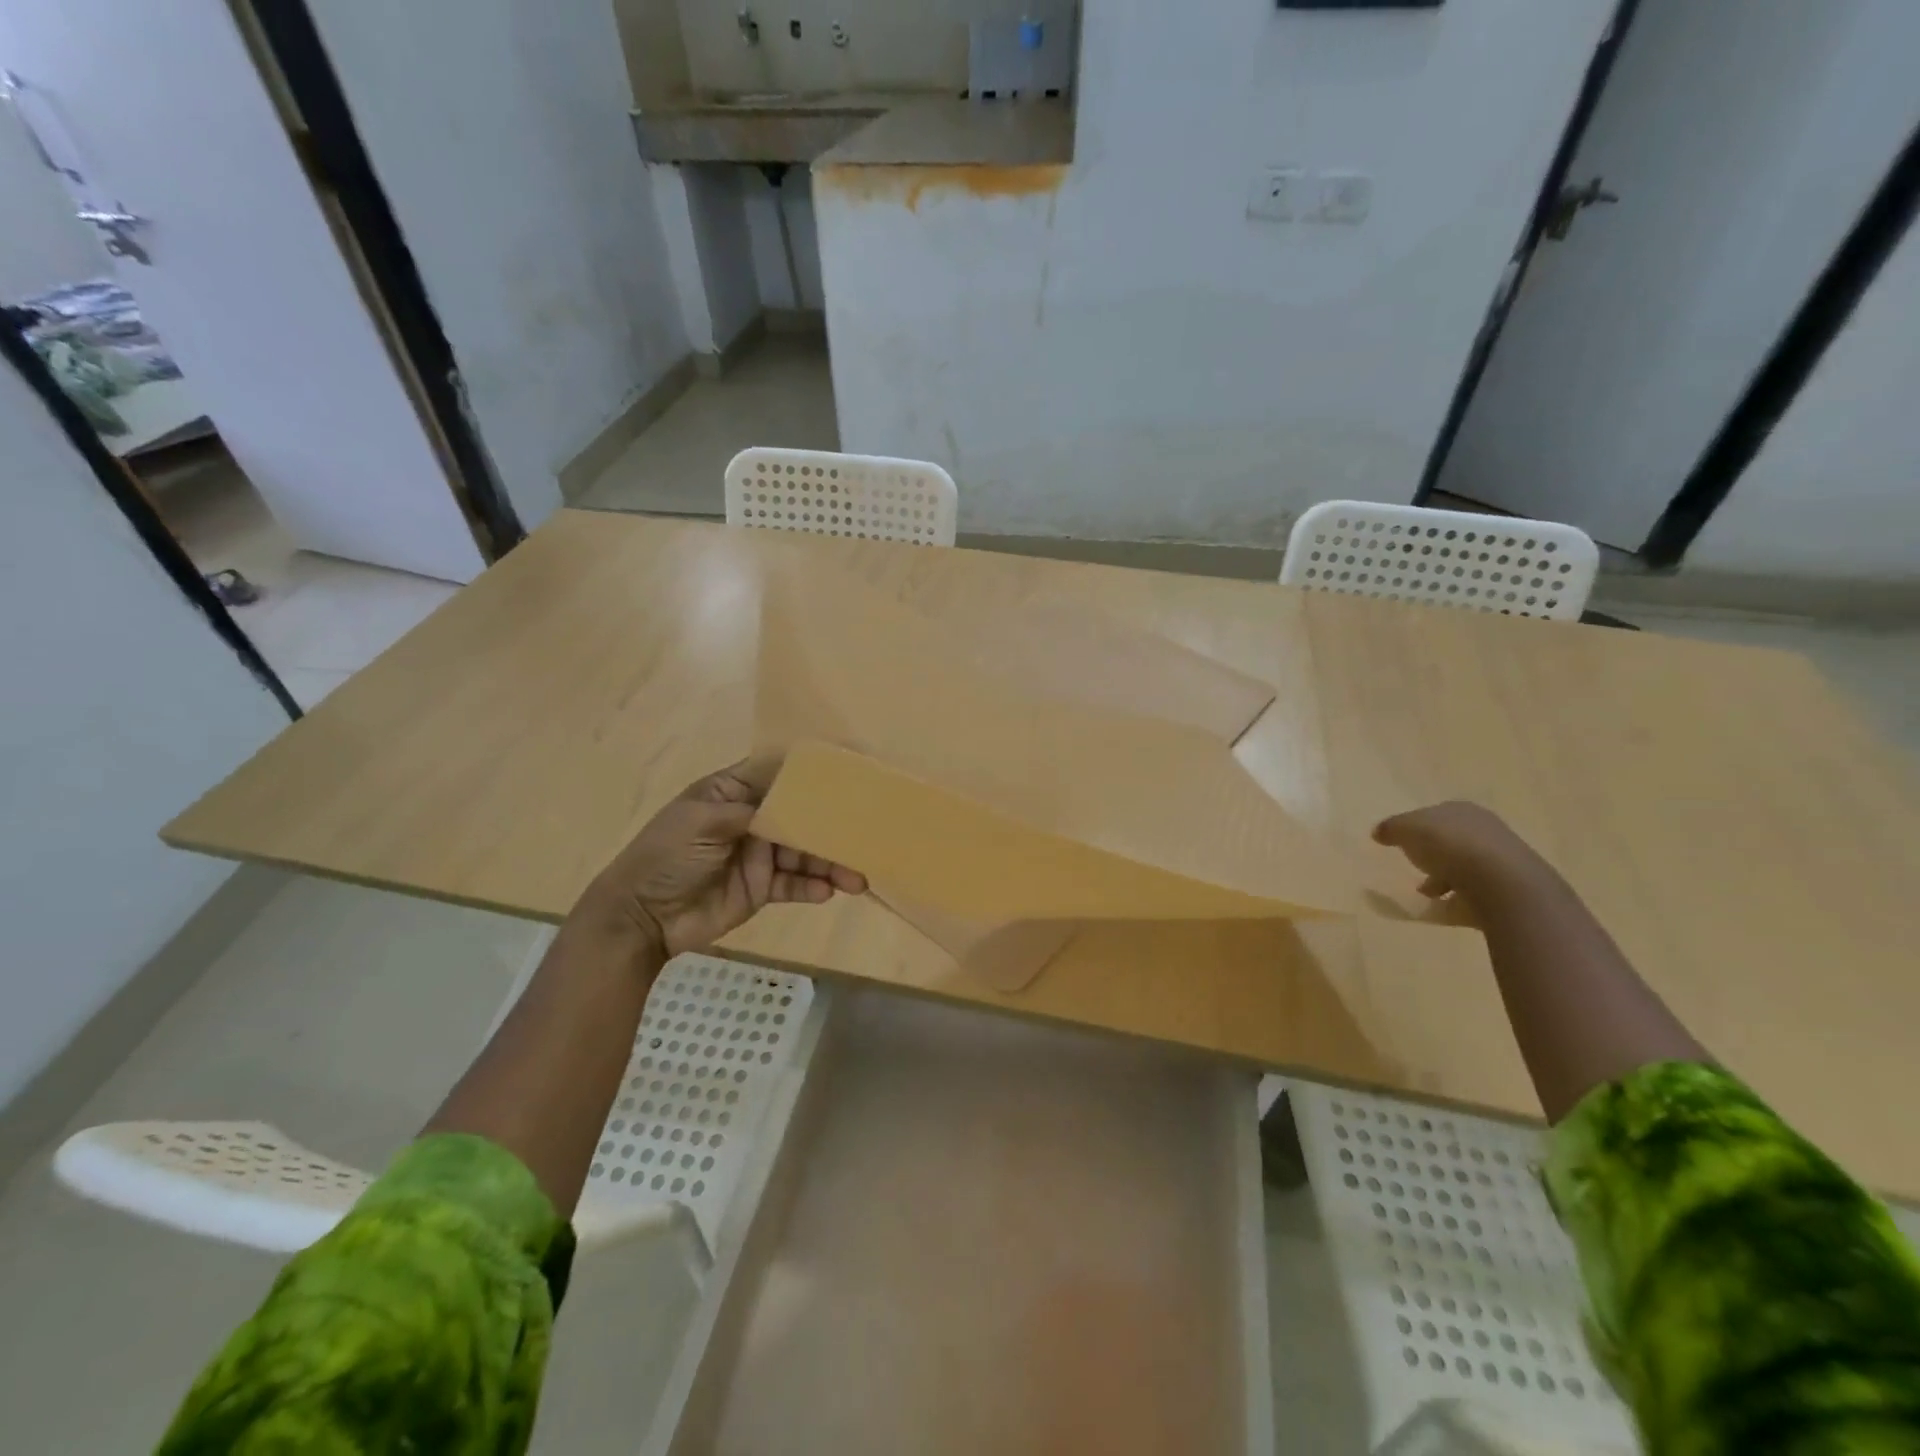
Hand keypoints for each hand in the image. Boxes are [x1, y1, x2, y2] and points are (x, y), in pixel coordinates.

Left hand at [576, 755, 865, 959]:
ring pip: (805, 854)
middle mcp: (752, 819)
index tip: (846, 772)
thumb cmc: (665, 856)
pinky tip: (829, 891)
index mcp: (733, 793)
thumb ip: (748, 810)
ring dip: (831, 863)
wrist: (642, 917)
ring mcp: (759, 856)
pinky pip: (795, 885)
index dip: (807, 773)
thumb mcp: (699, 822)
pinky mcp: (763, 889)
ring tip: (857, 877)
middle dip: (830, 825)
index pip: (776, 775)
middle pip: (800, 817)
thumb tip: (790, 803)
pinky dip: (813, 887)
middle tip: (864, 832)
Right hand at [1372, 801, 1538, 903]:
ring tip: (1426, 894)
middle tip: (1414, 866)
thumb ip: (1392, 828)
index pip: (1436, 815)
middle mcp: (1486, 831)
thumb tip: (1379, 831)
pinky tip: (1442, 908)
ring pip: (1464, 868)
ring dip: (1444, 879)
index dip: (1416, 827)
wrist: (1503, 885)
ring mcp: (1500, 862)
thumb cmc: (1450, 846)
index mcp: (1463, 811)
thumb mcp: (1407, 829)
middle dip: (1433, 854)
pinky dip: (1457, 900)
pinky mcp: (1506, 891)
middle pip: (1452, 841)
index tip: (1400, 842)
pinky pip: (1473, 895)